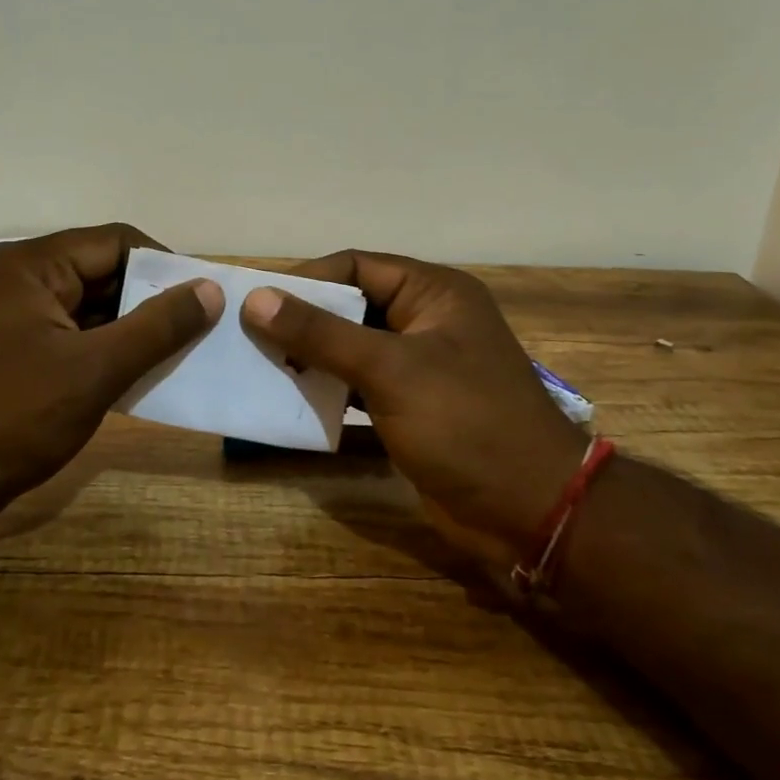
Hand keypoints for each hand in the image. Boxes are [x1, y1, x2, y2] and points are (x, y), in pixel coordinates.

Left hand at [0, 224, 221, 512]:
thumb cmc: (9, 416)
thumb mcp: (94, 370)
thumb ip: (156, 327)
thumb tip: (209, 289)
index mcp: (36, 267)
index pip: (118, 242)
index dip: (165, 265)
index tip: (204, 298)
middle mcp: (25, 282)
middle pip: (105, 274)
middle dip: (152, 301)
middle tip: (201, 331)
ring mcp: (17, 321)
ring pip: (93, 311)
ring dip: (133, 332)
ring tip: (181, 356)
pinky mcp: (16, 356)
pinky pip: (75, 340)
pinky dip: (108, 355)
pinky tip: (140, 379)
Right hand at [242, 251, 587, 563]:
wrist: (529, 513)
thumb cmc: (465, 423)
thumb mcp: (389, 370)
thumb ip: (321, 333)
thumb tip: (256, 298)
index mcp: (434, 293)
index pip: (356, 266)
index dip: (306, 279)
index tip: (256, 301)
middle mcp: (427, 320)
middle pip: (351, 306)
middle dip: (303, 320)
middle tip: (249, 337)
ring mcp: (420, 366)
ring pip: (352, 347)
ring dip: (311, 356)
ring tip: (261, 366)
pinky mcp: (412, 407)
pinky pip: (359, 385)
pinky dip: (328, 389)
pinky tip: (292, 398)